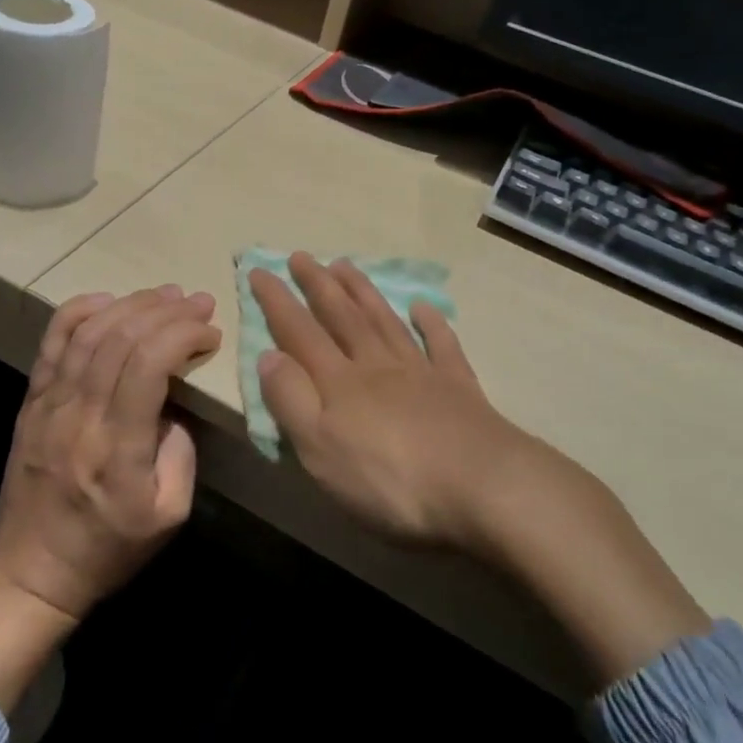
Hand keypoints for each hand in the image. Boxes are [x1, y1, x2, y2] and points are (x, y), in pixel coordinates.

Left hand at [0, 285, 218, 622]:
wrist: (31, 573)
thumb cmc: (108, 549)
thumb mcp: (169, 515)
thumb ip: (181, 453)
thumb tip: (174, 404)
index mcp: (117, 447)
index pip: (148, 364)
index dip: (183, 335)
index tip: (210, 333)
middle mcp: (79, 416)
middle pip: (121, 338)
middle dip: (166, 311)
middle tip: (198, 302)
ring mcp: (49, 405)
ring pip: (88, 332)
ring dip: (131, 304)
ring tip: (165, 294)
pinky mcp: (31, 402)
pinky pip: (52, 343)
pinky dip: (79, 311)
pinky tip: (108, 299)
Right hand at [248, 253, 527, 551]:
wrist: (482, 486)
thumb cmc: (390, 479)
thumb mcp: (320, 449)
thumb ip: (291, 400)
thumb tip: (268, 355)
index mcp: (339, 382)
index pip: (299, 332)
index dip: (277, 301)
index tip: (260, 269)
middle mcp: (377, 366)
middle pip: (342, 317)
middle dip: (318, 284)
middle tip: (302, 256)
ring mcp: (421, 372)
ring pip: (385, 322)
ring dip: (363, 293)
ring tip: (345, 266)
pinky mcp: (459, 388)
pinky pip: (442, 345)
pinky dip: (431, 324)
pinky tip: (423, 307)